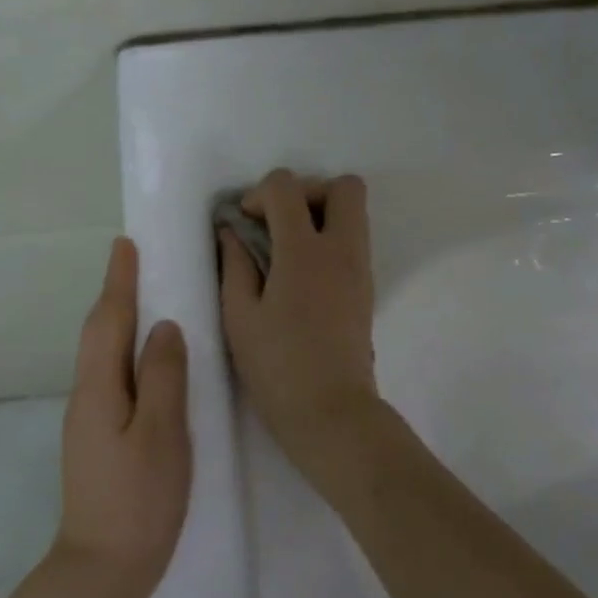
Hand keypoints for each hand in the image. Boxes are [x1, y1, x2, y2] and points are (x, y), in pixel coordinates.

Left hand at [56, 237, 192, 597]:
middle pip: (100, 333)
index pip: (109, 321)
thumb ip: (164, 377)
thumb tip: (164, 327)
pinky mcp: (100, 439)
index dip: (119, 281)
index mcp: (99, 389)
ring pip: (105, 356)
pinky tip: (148, 361)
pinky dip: (127, 353)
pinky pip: (113, 378)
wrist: (102, 570)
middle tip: (137, 263)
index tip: (125, 244)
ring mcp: (90, 420)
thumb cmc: (138, 501)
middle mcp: (87, 396)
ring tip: (147, 300)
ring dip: (120, 322)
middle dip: (116, 295)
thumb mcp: (161, 435)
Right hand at [218, 169, 380, 457]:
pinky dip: (330, 239)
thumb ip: (234, 264)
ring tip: (287, 248)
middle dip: (307, 190)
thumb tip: (231, 232)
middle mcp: (341, 249)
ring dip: (321, 214)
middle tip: (279, 222)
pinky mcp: (367, 288)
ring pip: (355, 212)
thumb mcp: (239, 315)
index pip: (287, 187)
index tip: (244, 222)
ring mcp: (360, 268)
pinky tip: (302, 274)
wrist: (331, 412)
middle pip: (343, 186)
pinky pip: (354, 240)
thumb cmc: (277, 366)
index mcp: (304, 251)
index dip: (259, 193)